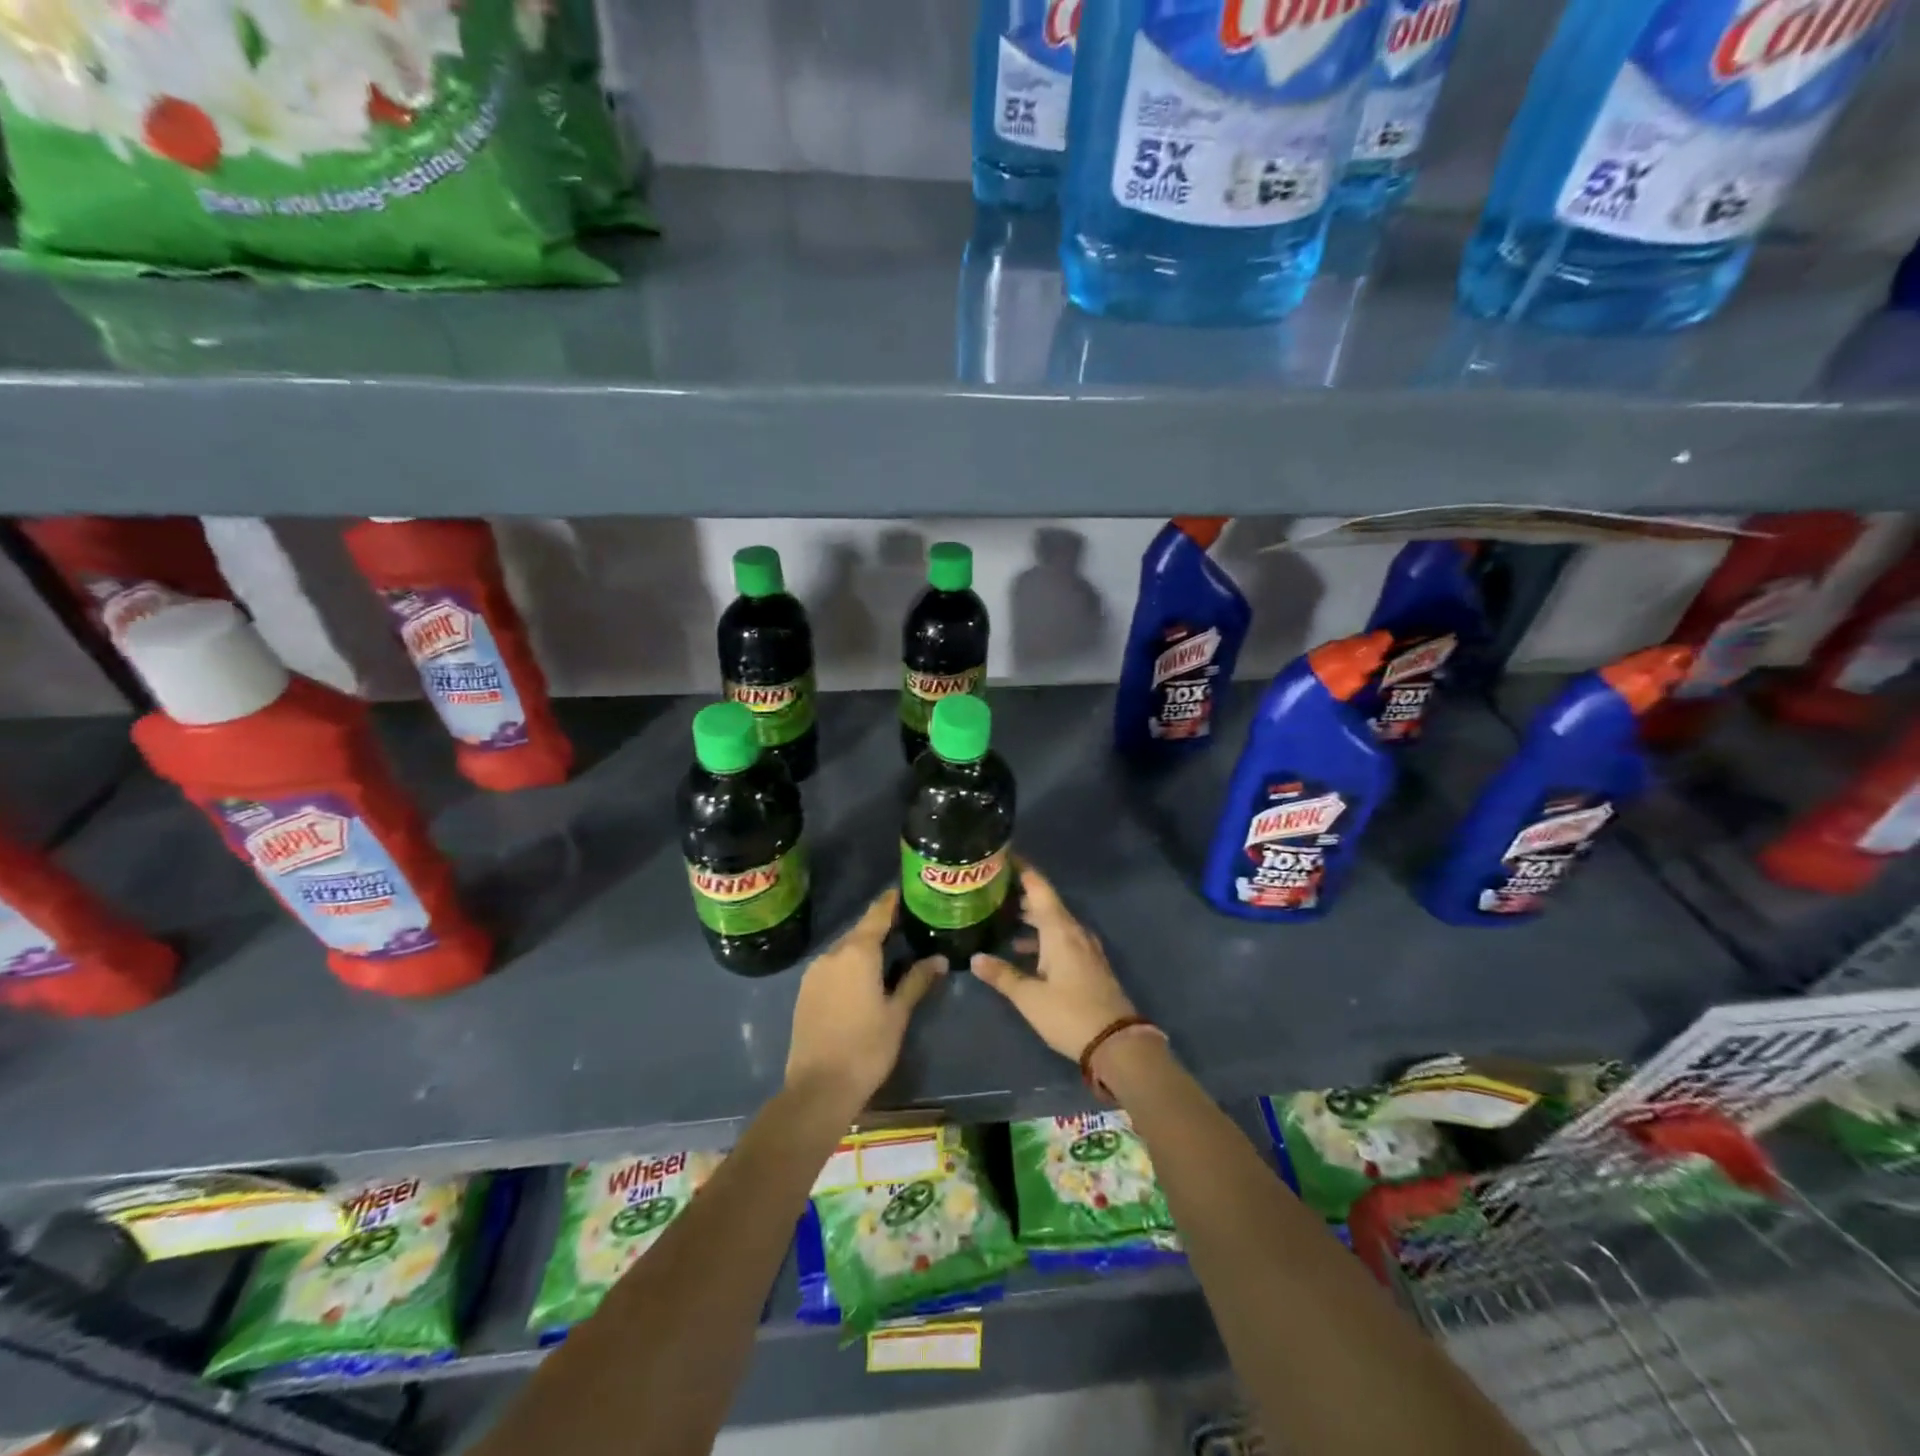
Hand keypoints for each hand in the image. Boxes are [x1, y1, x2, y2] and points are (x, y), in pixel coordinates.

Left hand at [786, 889, 942, 1115]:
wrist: (818, 1088)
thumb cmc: (866, 1048)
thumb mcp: (897, 1014)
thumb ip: (916, 981)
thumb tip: (939, 959)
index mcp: (858, 953)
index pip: (877, 915)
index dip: (890, 902)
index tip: (903, 891)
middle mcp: (833, 954)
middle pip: (860, 931)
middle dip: (880, 927)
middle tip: (904, 926)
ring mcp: (814, 972)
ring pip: (844, 950)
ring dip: (863, 948)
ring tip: (887, 952)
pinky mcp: (804, 991)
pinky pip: (831, 966)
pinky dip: (848, 965)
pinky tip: (861, 978)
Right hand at [971, 863, 1136, 1062]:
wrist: (1117, 1043)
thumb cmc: (1070, 1014)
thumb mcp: (1029, 997)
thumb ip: (1002, 974)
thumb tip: (974, 958)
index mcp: (1060, 930)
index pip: (1039, 888)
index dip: (1022, 869)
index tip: (1002, 854)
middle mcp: (1074, 931)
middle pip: (1046, 902)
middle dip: (1020, 892)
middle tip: (992, 886)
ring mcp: (1084, 947)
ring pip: (1053, 921)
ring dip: (1030, 916)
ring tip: (1001, 914)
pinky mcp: (1088, 963)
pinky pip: (1061, 937)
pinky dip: (1040, 935)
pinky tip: (1022, 948)